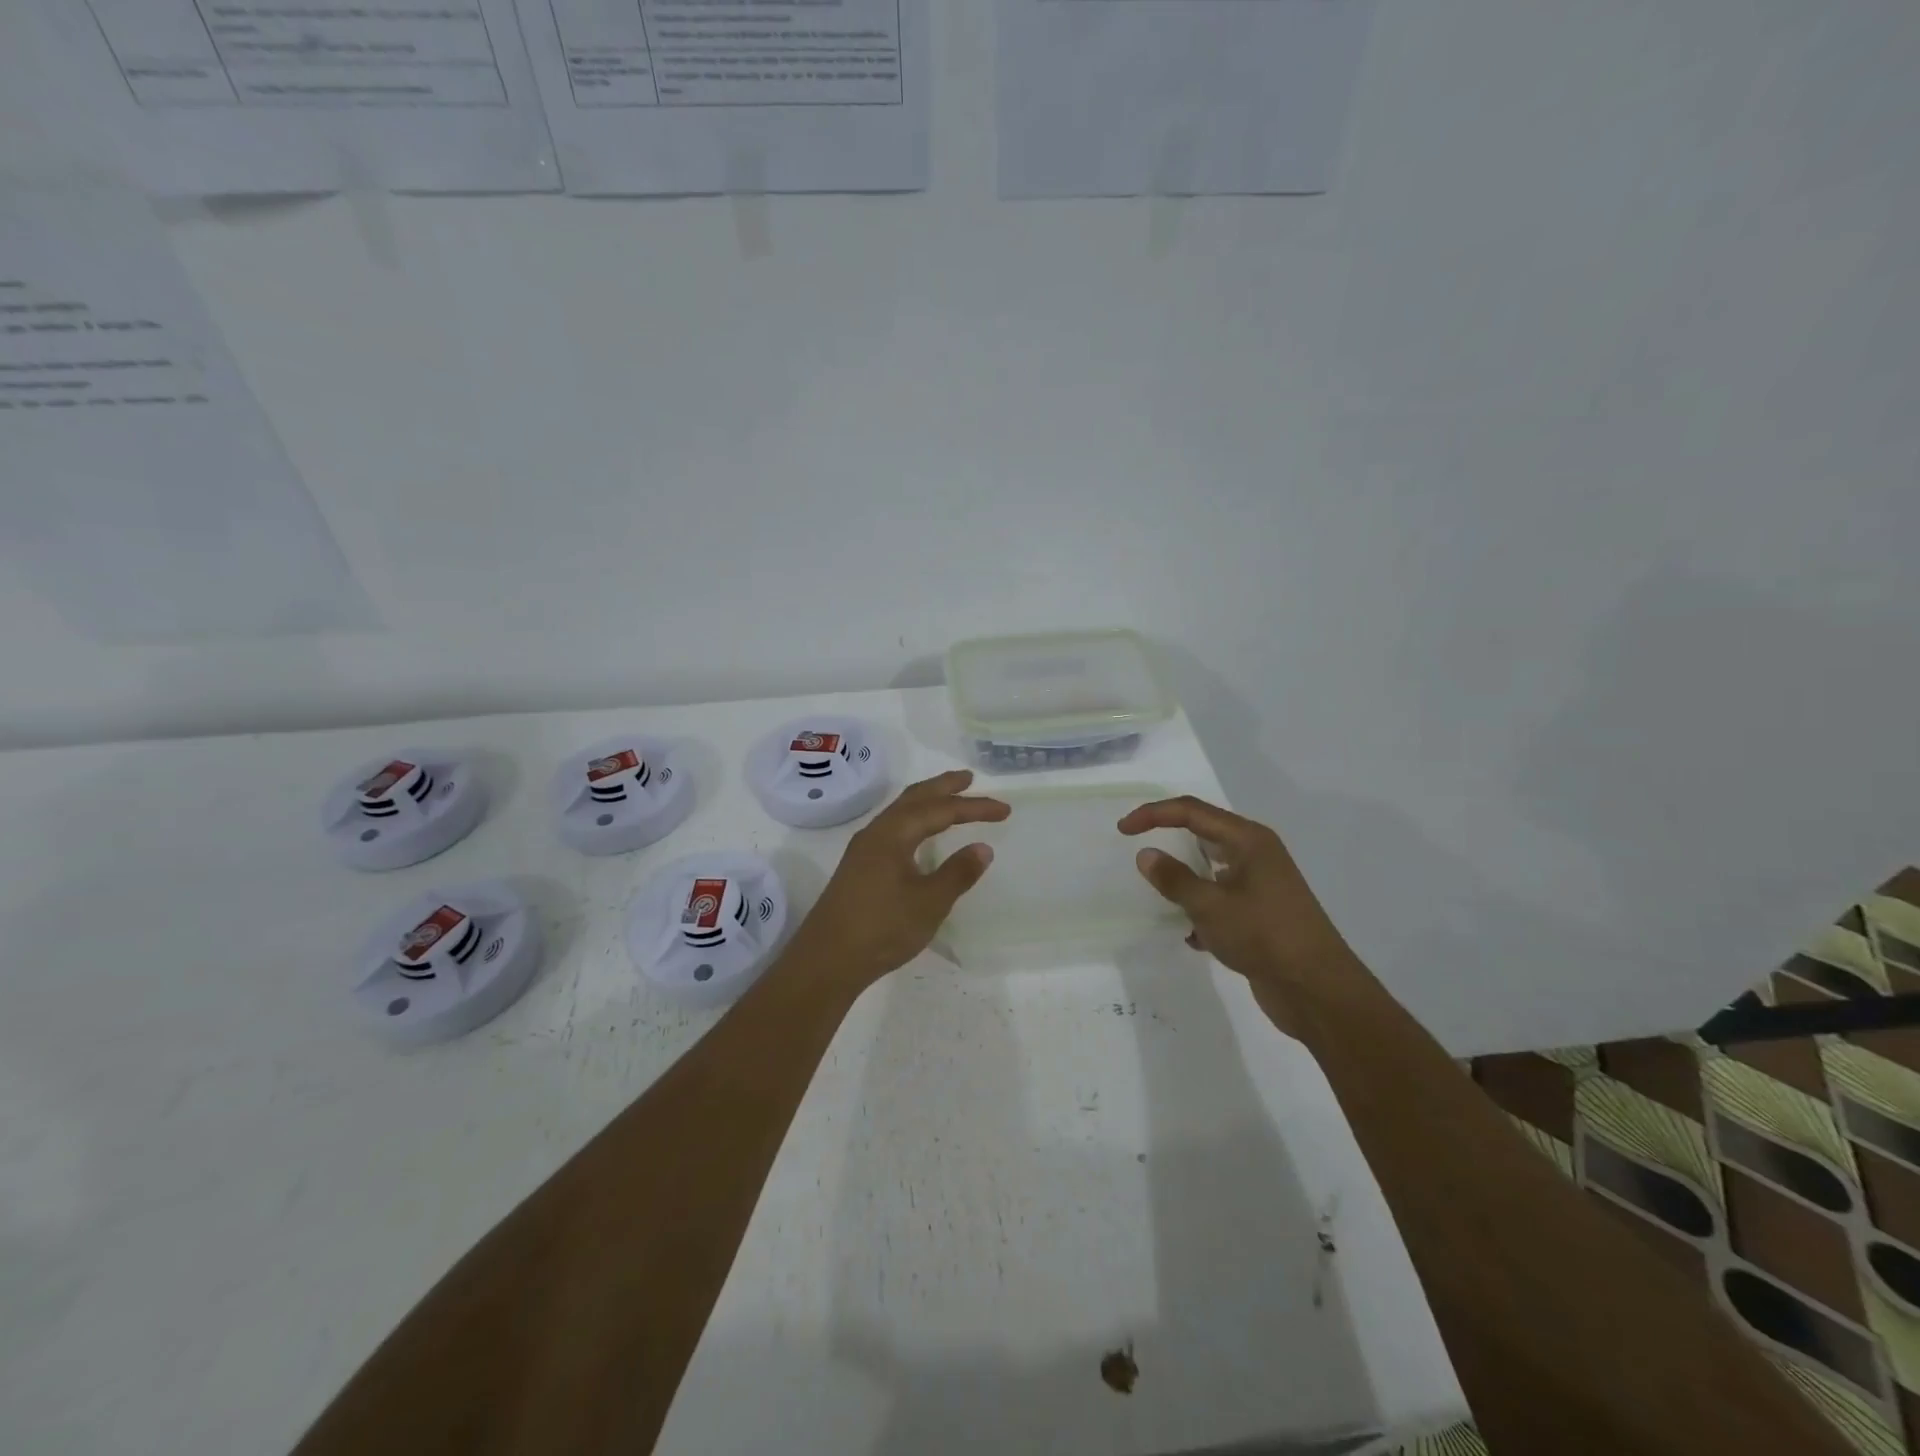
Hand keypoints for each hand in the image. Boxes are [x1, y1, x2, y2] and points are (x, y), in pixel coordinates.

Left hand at [788, 770, 1010, 988]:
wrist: (826, 961)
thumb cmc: (882, 929)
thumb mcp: (929, 903)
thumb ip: (958, 873)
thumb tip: (983, 848)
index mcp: (893, 834)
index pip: (940, 810)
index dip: (974, 807)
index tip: (1004, 810)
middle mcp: (876, 833)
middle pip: (914, 798)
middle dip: (943, 787)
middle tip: (970, 779)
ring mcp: (863, 850)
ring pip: (900, 812)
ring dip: (927, 802)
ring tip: (949, 799)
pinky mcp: (859, 867)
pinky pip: (893, 828)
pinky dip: (914, 820)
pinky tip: (920, 835)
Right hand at [1118, 795, 1355, 1001]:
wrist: (1317, 991)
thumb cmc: (1264, 936)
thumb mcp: (1210, 906)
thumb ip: (1174, 879)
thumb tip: (1146, 855)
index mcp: (1249, 840)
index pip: (1192, 812)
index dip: (1154, 815)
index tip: (1123, 830)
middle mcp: (1257, 855)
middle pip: (1204, 834)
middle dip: (1170, 839)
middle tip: (1138, 851)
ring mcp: (1262, 885)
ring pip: (1212, 870)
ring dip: (1186, 879)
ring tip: (1160, 894)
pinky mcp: (1261, 914)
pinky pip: (1221, 900)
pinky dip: (1202, 910)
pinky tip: (1192, 936)